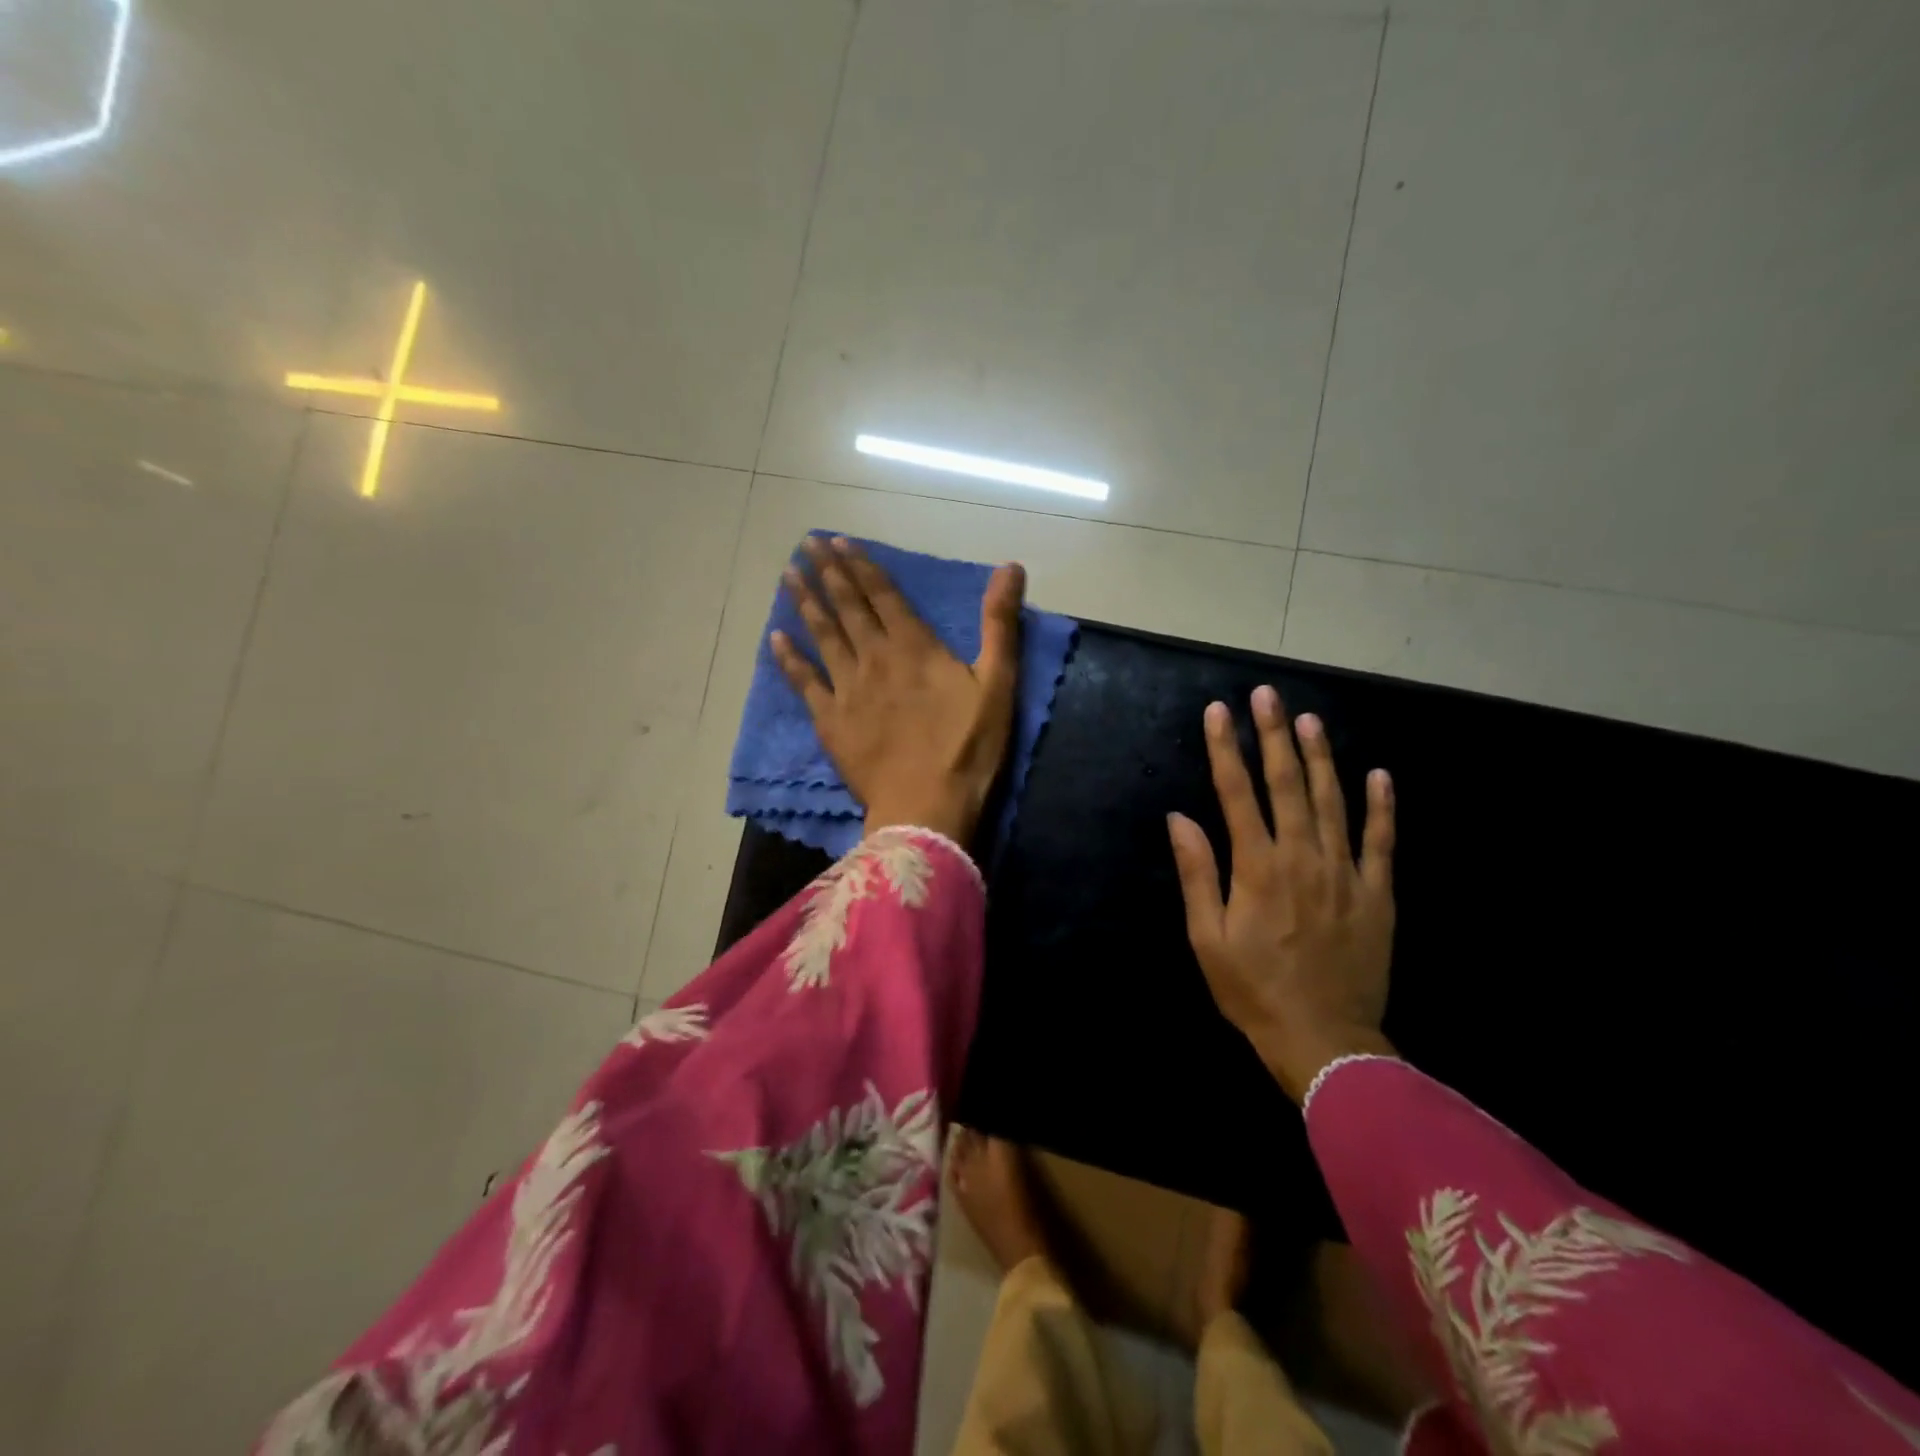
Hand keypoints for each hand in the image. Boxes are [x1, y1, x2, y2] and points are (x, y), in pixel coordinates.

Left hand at [771, 537, 1025, 843]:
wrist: (926, 807)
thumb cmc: (967, 748)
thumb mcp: (998, 684)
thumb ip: (1000, 624)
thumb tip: (1010, 567)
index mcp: (914, 646)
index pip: (882, 594)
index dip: (860, 564)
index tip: (837, 541)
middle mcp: (875, 657)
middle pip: (847, 607)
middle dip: (827, 573)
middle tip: (806, 545)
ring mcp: (847, 689)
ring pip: (822, 635)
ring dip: (805, 603)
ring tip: (788, 575)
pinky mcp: (830, 720)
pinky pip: (803, 682)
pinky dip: (788, 658)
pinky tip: (775, 638)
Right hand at [1167, 687, 1398, 1102]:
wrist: (1325, 1041)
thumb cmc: (1253, 990)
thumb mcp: (1207, 938)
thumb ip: (1198, 873)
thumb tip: (1180, 818)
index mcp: (1258, 867)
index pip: (1236, 793)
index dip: (1226, 748)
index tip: (1219, 711)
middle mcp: (1302, 858)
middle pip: (1287, 784)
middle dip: (1274, 735)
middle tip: (1267, 694)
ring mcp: (1345, 873)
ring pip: (1333, 801)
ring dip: (1321, 756)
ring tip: (1309, 719)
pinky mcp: (1377, 894)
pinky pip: (1381, 842)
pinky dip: (1380, 806)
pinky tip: (1378, 774)